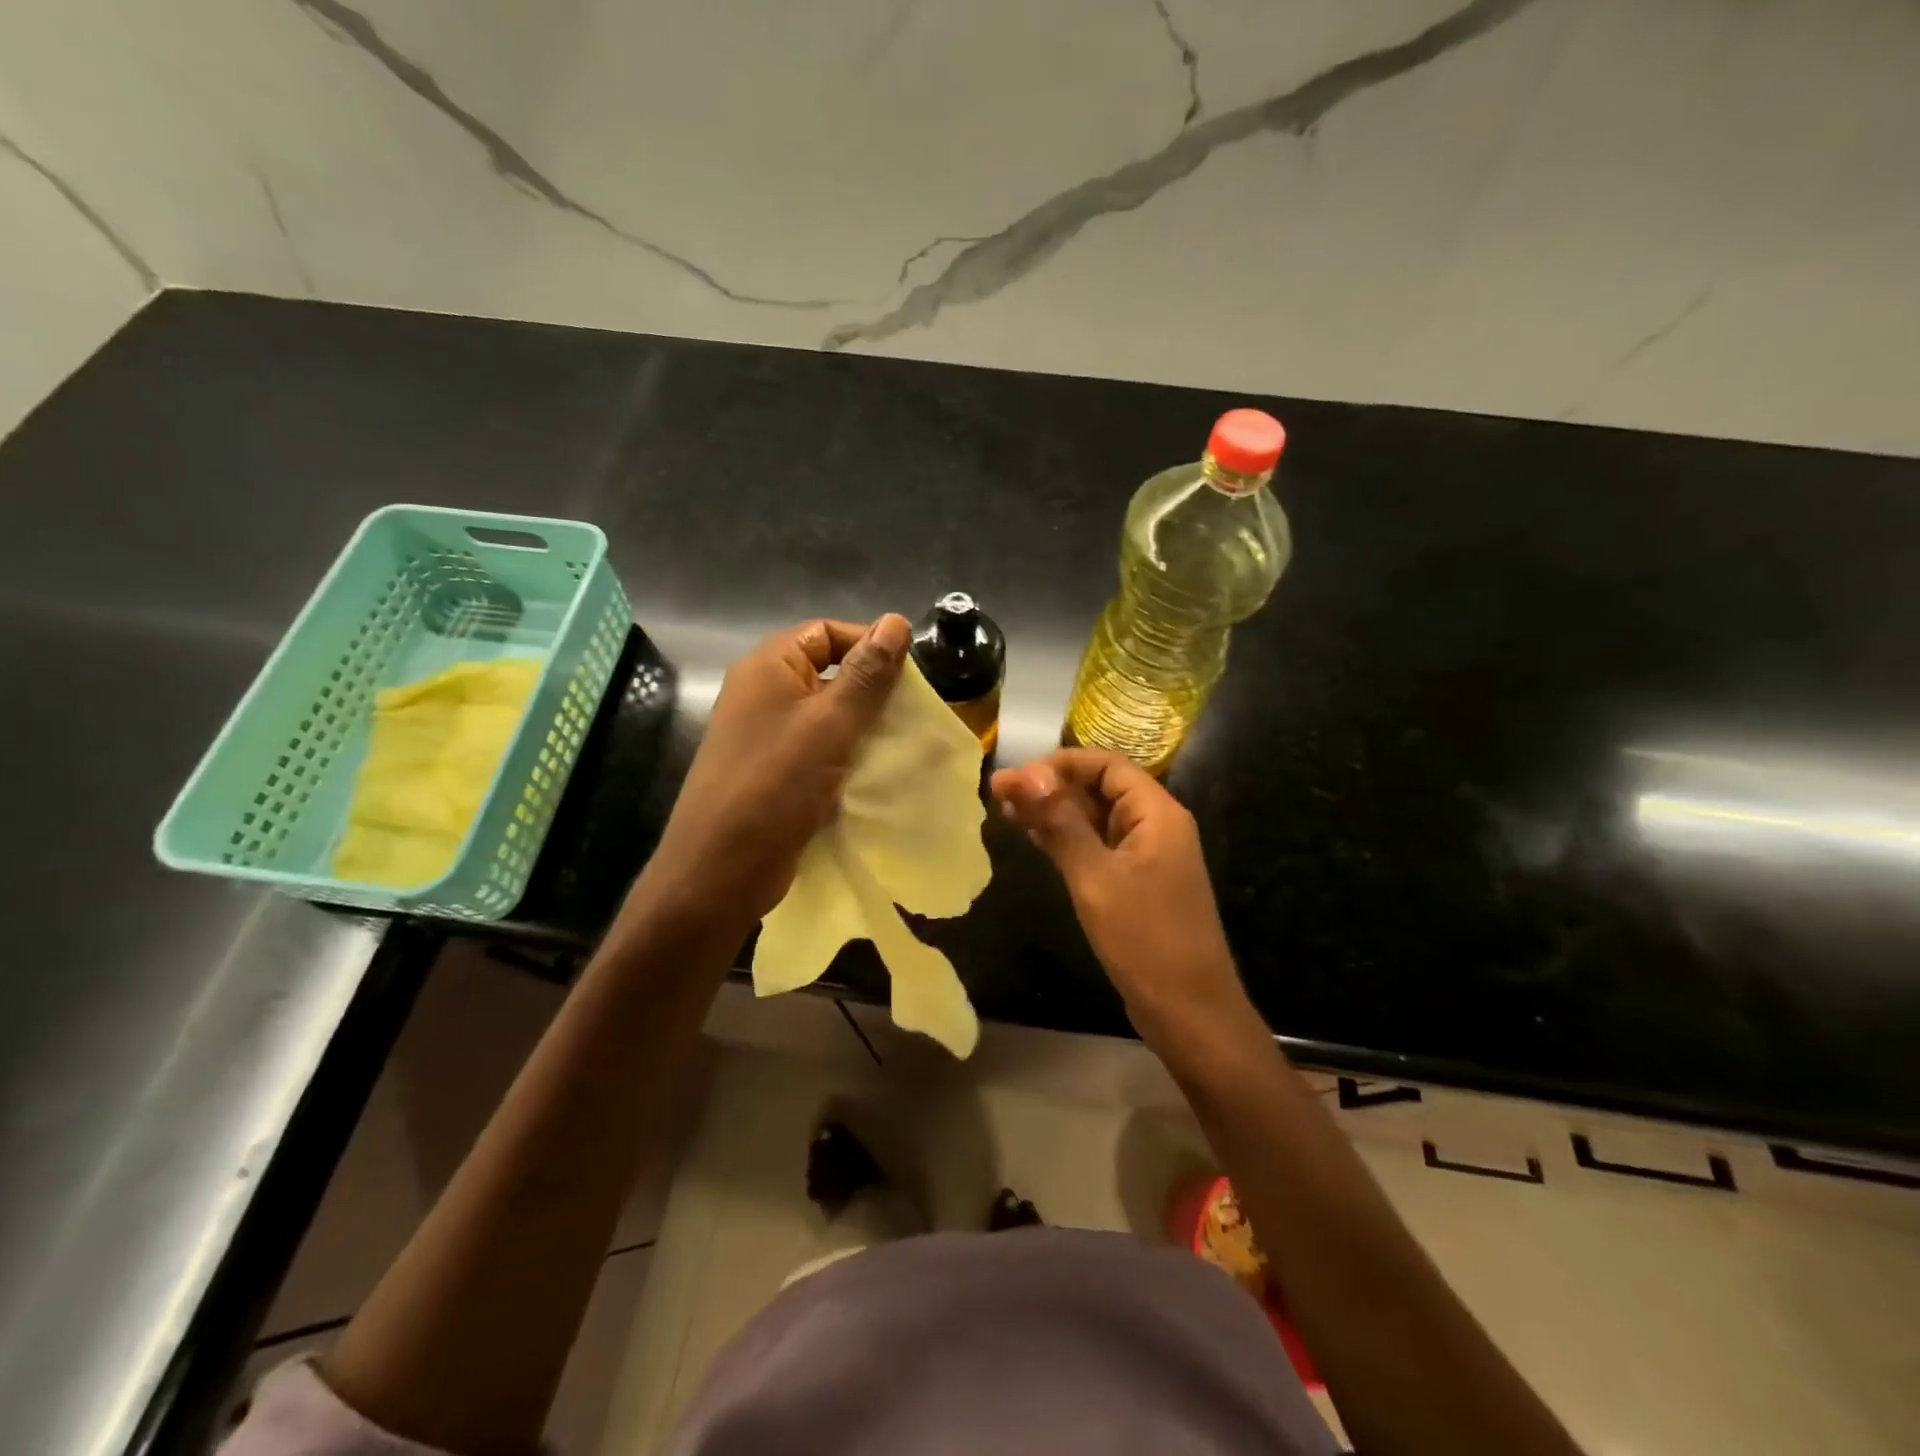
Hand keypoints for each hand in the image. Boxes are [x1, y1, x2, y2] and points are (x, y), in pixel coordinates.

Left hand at [644, 614, 911, 928]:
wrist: (722, 869)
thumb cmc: (776, 785)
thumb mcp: (830, 723)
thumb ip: (866, 674)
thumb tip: (896, 621)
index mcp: (768, 667)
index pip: (825, 631)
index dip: (868, 643)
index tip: (910, 674)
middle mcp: (763, 694)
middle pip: (827, 672)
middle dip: (871, 690)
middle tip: (910, 712)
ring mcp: (765, 736)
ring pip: (826, 715)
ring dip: (862, 726)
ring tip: (900, 743)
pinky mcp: (774, 773)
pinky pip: (818, 750)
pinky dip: (846, 756)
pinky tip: (875, 773)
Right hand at [991, 749, 1263, 1054]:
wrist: (1190, 1012)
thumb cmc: (1145, 939)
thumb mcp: (1095, 877)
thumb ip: (1061, 822)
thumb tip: (1027, 774)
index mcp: (1157, 813)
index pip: (1107, 765)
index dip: (1060, 764)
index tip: (1016, 776)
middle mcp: (1156, 826)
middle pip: (1101, 788)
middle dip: (1052, 787)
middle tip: (999, 794)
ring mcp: (1148, 856)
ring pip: (1097, 818)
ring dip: (1056, 812)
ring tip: (1007, 812)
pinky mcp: (1138, 882)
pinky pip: (1100, 846)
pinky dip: (1068, 839)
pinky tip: (1034, 839)